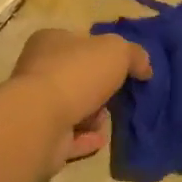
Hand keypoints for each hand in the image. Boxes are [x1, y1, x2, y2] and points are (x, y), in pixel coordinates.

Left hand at [8, 28, 151, 172]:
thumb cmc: (77, 74)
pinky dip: (86, 138)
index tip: (123, 67)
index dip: (103, 52)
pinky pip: (69, 137)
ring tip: (105, 120)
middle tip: (118, 96)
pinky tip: (100, 139)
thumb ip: (134, 55)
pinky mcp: (39, 136)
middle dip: (100, 88)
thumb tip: (144, 67)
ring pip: (74, 108)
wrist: (41, 121)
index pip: (79, 41)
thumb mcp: (117, 51)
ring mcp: (36, 105)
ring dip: (94, 116)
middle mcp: (38, 70)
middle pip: (78, 77)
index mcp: (50, 41)